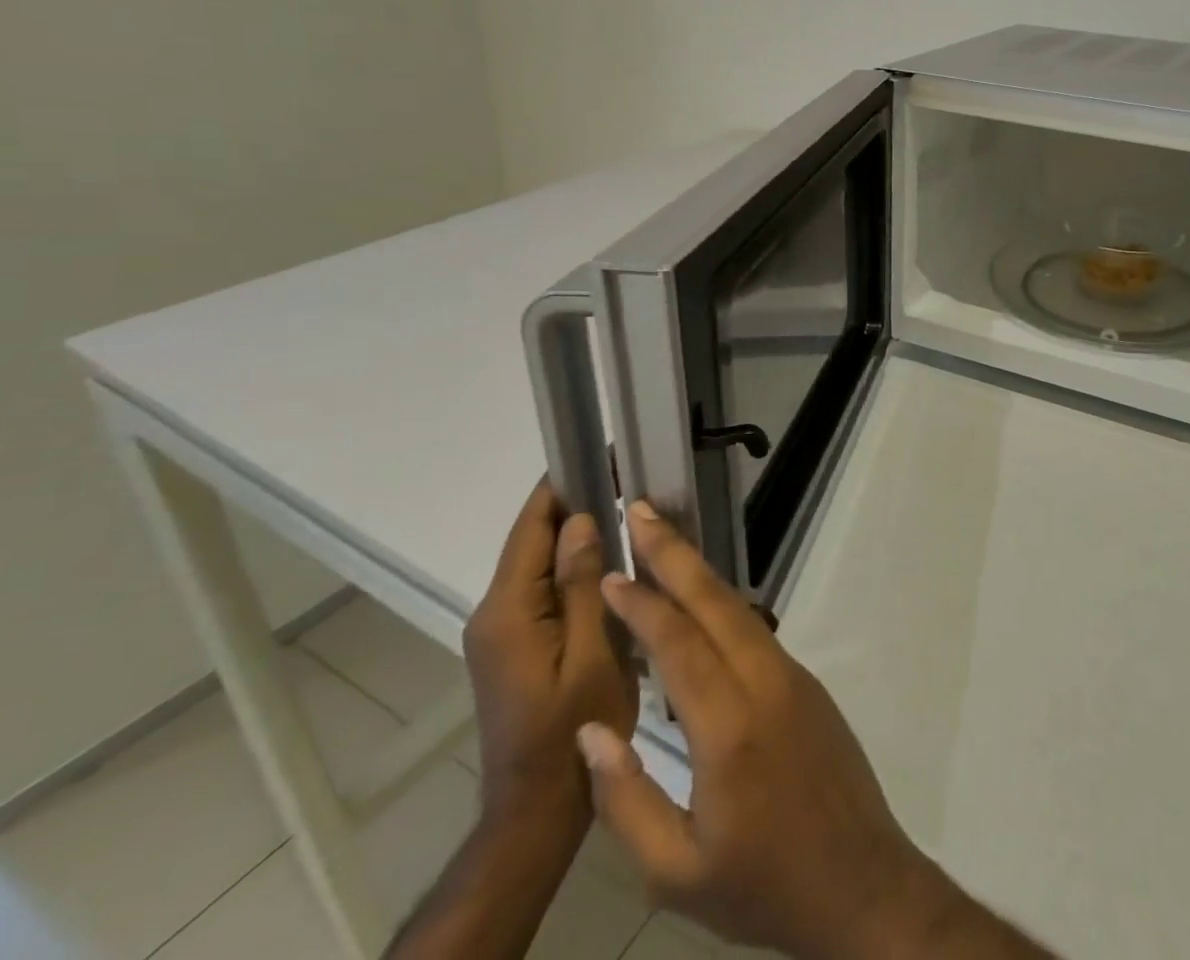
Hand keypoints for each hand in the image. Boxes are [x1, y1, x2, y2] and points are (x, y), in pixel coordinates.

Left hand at [463, 482, 637, 833]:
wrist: (538, 806)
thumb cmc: (572, 726)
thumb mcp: (590, 652)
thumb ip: (580, 583)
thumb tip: (580, 520)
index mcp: (508, 609)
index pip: (531, 527)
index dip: (561, 485)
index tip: (598, 452)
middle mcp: (494, 612)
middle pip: (533, 540)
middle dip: (575, 505)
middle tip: (626, 478)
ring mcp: (500, 631)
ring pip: (539, 564)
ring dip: (576, 536)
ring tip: (626, 509)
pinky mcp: (513, 645)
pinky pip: (542, 589)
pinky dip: (571, 567)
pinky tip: (609, 562)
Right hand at [575, 503, 963, 959]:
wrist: (860, 882)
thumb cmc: (761, 887)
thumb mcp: (674, 872)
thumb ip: (626, 799)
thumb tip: (592, 729)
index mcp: (729, 728)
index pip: (678, 644)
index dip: (642, 605)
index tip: (611, 574)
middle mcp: (765, 683)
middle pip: (715, 602)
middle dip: (675, 553)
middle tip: (643, 512)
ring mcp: (793, 677)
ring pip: (739, 611)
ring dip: (700, 575)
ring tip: (665, 545)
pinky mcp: (807, 684)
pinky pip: (756, 633)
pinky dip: (722, 608)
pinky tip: (699, 607)